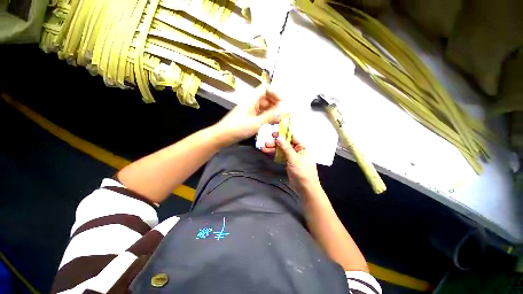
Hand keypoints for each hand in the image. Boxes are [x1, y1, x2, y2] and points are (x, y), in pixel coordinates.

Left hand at [214, 85, 280, 146]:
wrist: (222, 136)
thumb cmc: (237, 129)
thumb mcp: (255, 123)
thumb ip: (269, 116)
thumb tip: (282, 110)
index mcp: (251, 100)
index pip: (265, 88)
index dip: (275, 93)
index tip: (283, 103)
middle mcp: (251, 103)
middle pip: (266, 97)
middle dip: (276, 103)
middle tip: (283, 113)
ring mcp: (249, 110)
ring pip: (264, 107)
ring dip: (272, 111)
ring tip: (279, 119)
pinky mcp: (248, 117)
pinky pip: (260, 114)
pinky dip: (267, 116)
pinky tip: (272, 122)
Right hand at [262, 132, 320, 194]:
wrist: (305, 188)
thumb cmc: (303, 172)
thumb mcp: (294, 159)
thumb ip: (286, 148)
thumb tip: (278, 137)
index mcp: (301, 147)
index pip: (291, 137)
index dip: (283, 134)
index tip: (273, 133)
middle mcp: (296, 150)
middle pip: (285, 143)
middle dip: (275, 143)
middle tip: (266, 143)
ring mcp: (291, 156)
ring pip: (281, 150)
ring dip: (273, 148)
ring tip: (263, 148)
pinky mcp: (287, 162)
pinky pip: (280, 156)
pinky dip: (274, 154)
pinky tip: (267, 152)